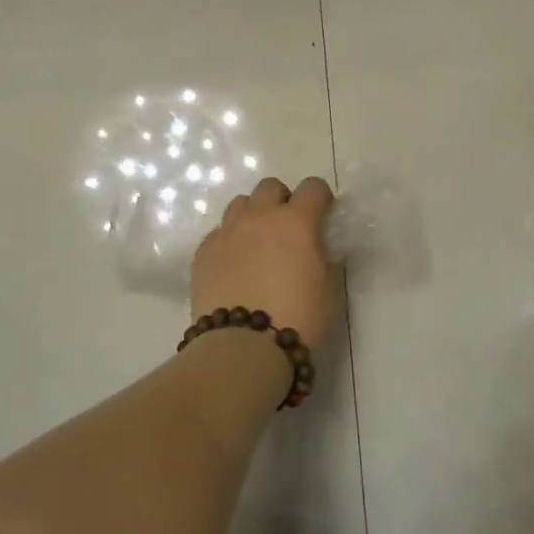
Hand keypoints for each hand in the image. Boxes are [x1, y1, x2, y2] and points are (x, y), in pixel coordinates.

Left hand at [191, 176, 338, 348]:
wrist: (243, 346)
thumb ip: (324, 258)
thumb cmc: (298, 317)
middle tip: (288, 229)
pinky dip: (230, 241)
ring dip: (253, 216)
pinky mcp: (203, 252)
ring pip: (240, 204)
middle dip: (282, 200)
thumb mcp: (329, 289)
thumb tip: (317, 249)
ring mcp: (227, 232)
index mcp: (296, 221)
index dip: (320, 199)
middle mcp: (259, 217)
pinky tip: (234, 265)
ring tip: (258, 244)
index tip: (322, 216)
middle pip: (270, 187)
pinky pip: (219, 233)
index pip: (313, 187)